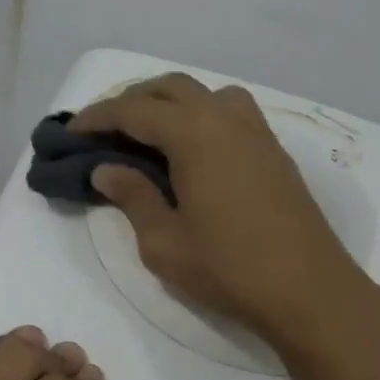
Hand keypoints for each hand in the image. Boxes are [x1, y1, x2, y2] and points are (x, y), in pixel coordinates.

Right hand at [70, 73, 376, 349]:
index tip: (70, 131)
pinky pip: (229, 110)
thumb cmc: (229, 269)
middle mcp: (225, 119)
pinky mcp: (273, 150)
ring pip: (204, 92)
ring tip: (148, 131)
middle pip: (170, 88)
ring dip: (170, 101)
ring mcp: (256, 131)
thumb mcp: (164, 242)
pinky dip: (200, 113)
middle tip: (104, 128)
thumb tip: (106, 169)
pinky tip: (192, 147)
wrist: (309, 291)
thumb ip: (133, 197)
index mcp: (194, 135)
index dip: (97, 117)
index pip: (134, 111)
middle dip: (131, 100)